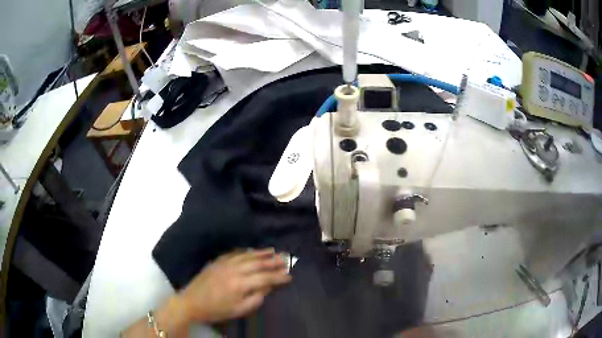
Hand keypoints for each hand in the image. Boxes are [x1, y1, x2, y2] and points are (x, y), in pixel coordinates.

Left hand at [178, 248, 291, 323]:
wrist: (192, 302)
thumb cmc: (217, 309)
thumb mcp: (239, 310)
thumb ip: (256, 298)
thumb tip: (268, 287)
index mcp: (241, 284)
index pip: (265, 277)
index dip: (278, 276)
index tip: (289, 275)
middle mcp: (235, 269)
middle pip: (258, 263)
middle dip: (273, 261)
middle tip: (286, 258)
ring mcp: (225, 263)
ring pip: (247, 255)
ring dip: (261, 253)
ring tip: (273, 250)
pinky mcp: (218, 261)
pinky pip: (235, 253)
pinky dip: (246, 251)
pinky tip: (251, 250)